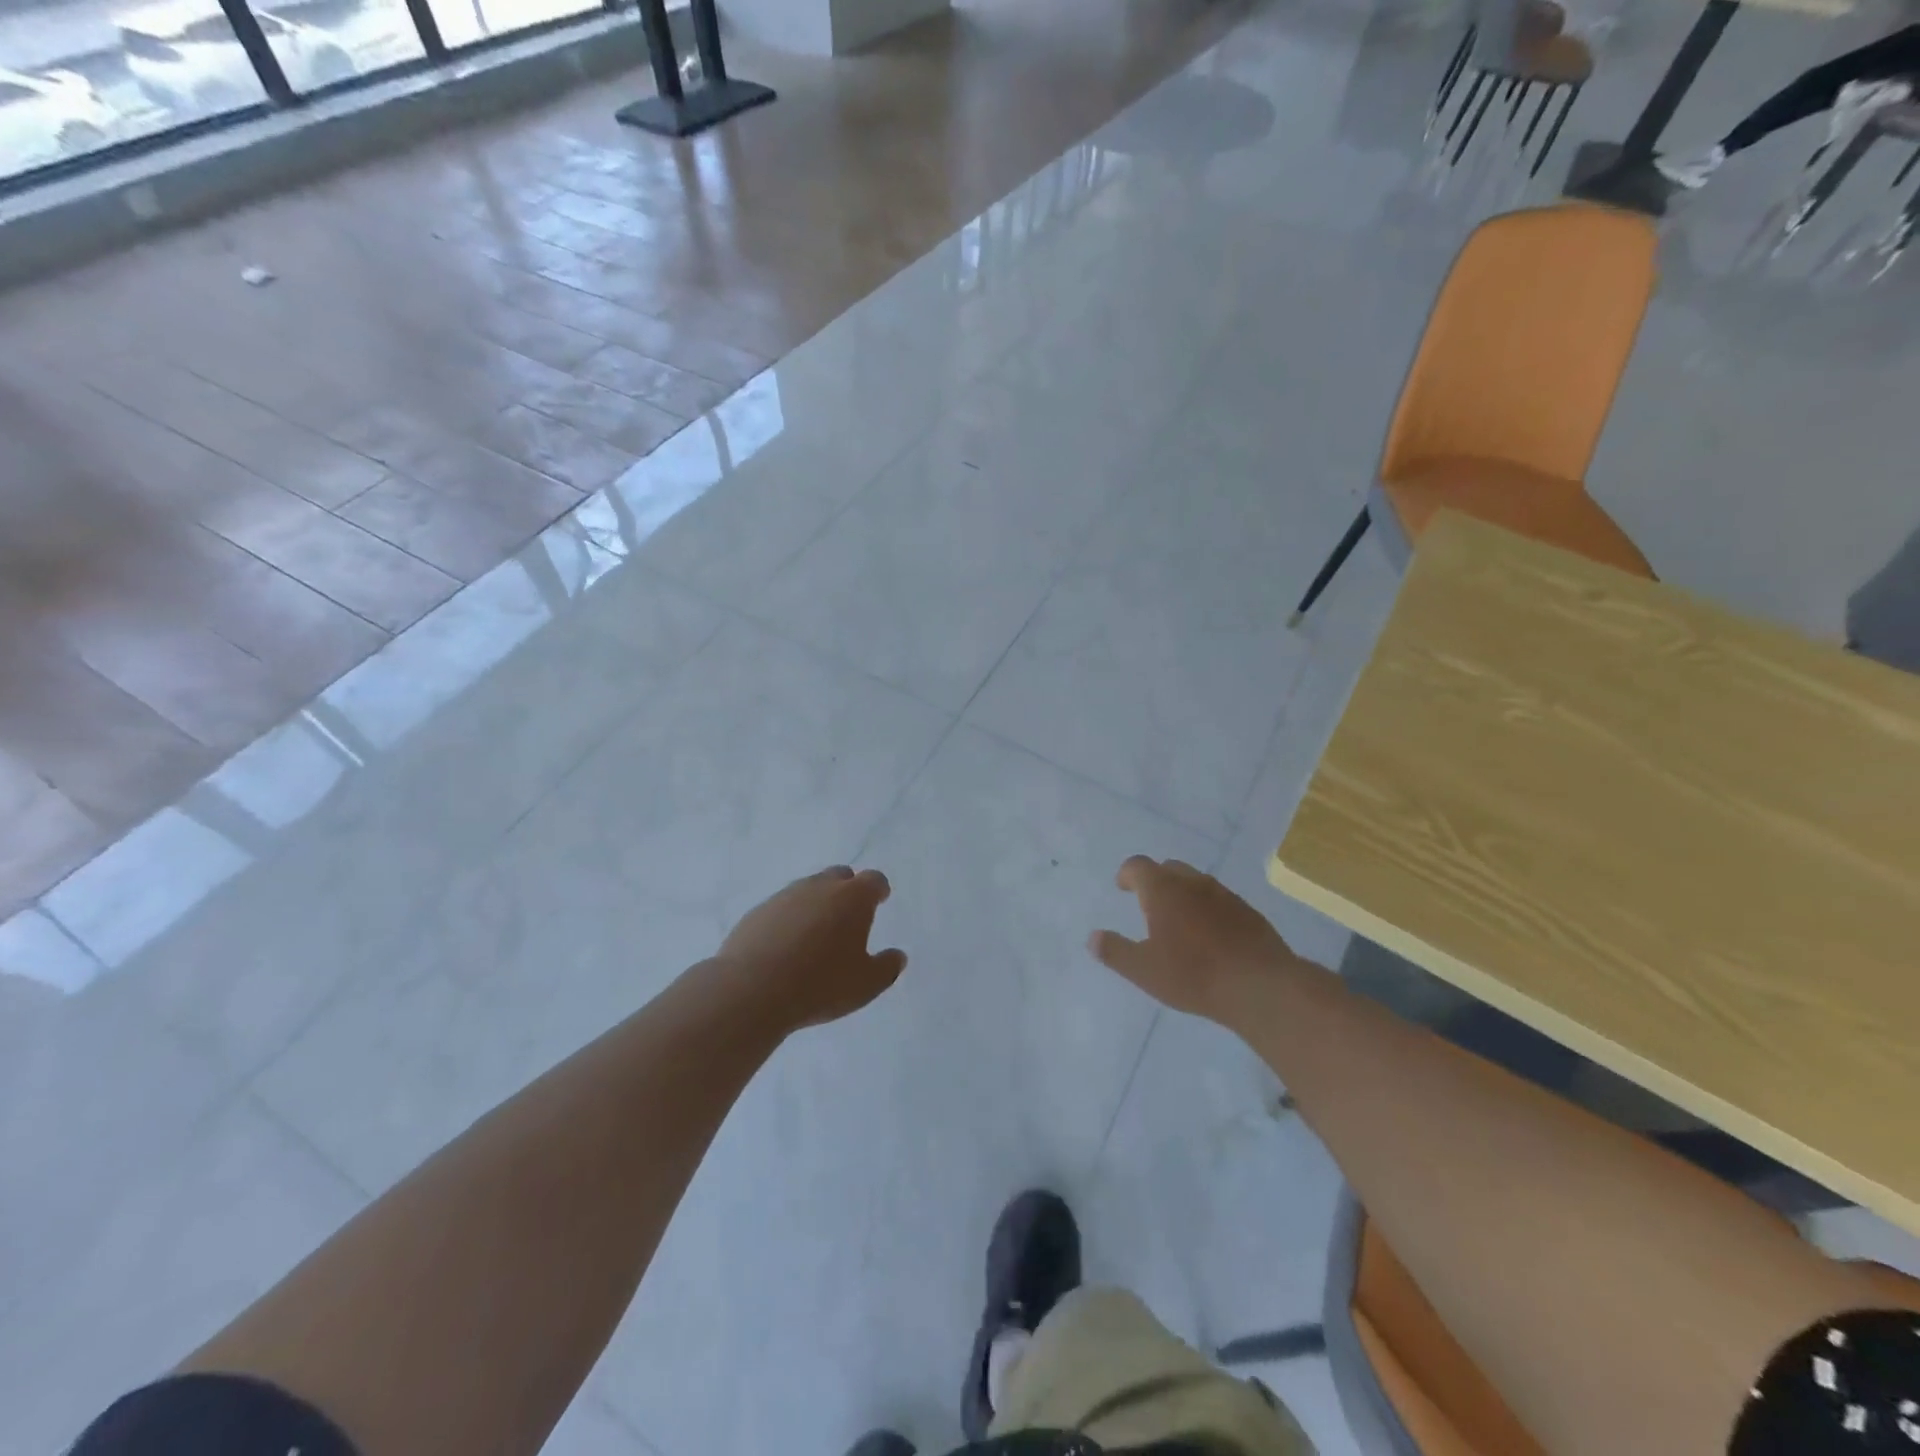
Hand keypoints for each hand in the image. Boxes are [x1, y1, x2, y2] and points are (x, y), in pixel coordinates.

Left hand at [717, 866, 906, 1031]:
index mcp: (853, 898)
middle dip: (848, 890)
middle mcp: (820, 887)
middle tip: (849, 915)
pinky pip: (782, 908)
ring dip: (817, 904)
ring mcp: (785, 896)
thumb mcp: (866, 985)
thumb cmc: (820, 984)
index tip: (880, 899)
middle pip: (839, 876)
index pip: (873, 880)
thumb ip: (887, 968)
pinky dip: (790, 919)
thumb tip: (897, 956)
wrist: (752, 989)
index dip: (878, 889)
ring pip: (808, 889)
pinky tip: (786, 945)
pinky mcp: (758, 912)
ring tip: (816, 933)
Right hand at [1088, 856, 1297, 1021]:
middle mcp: (1192, 883)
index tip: (1122, 887)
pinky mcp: (1248, 912)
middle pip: (1169, 868)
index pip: (1138, 866)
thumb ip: (1115, 951)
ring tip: (1179, 921)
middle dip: (1155, 880)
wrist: (1260, 986)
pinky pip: (1220, 900)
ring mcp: (1224, 895)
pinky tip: (1210, 935)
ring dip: (1183, 893)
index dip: (1127, 874)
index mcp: (1162, 890)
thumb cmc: (1193, 975)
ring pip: (1196, 882)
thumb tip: (1093, 938)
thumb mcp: (1144, 970)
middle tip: (1148, 904)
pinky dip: (1208, 909)